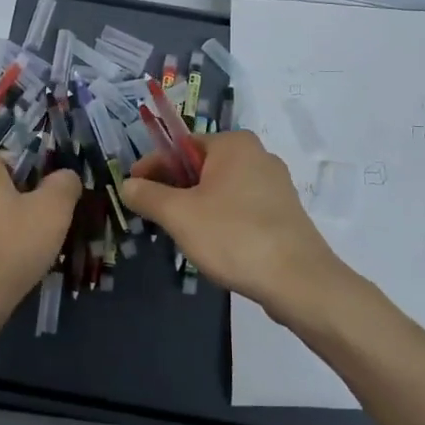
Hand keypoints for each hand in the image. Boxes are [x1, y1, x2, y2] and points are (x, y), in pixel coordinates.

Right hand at [122, 130, 348, 335]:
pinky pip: (240, 207)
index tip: (132, 189)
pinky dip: (220, 220)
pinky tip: (212, 245)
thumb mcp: (179, 215)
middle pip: (201, 167)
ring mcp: (275, 185)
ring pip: (221, 189)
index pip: (181, 146)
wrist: (297, 280)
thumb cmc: (233, 236)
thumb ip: (148, 196)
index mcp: (234, 144)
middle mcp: (258, 156)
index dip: (153, 166)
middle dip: (174, 188)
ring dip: (196, 206)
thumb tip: (127, 185)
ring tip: (180, 234)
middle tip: (153, 215)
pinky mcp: (284, 213)